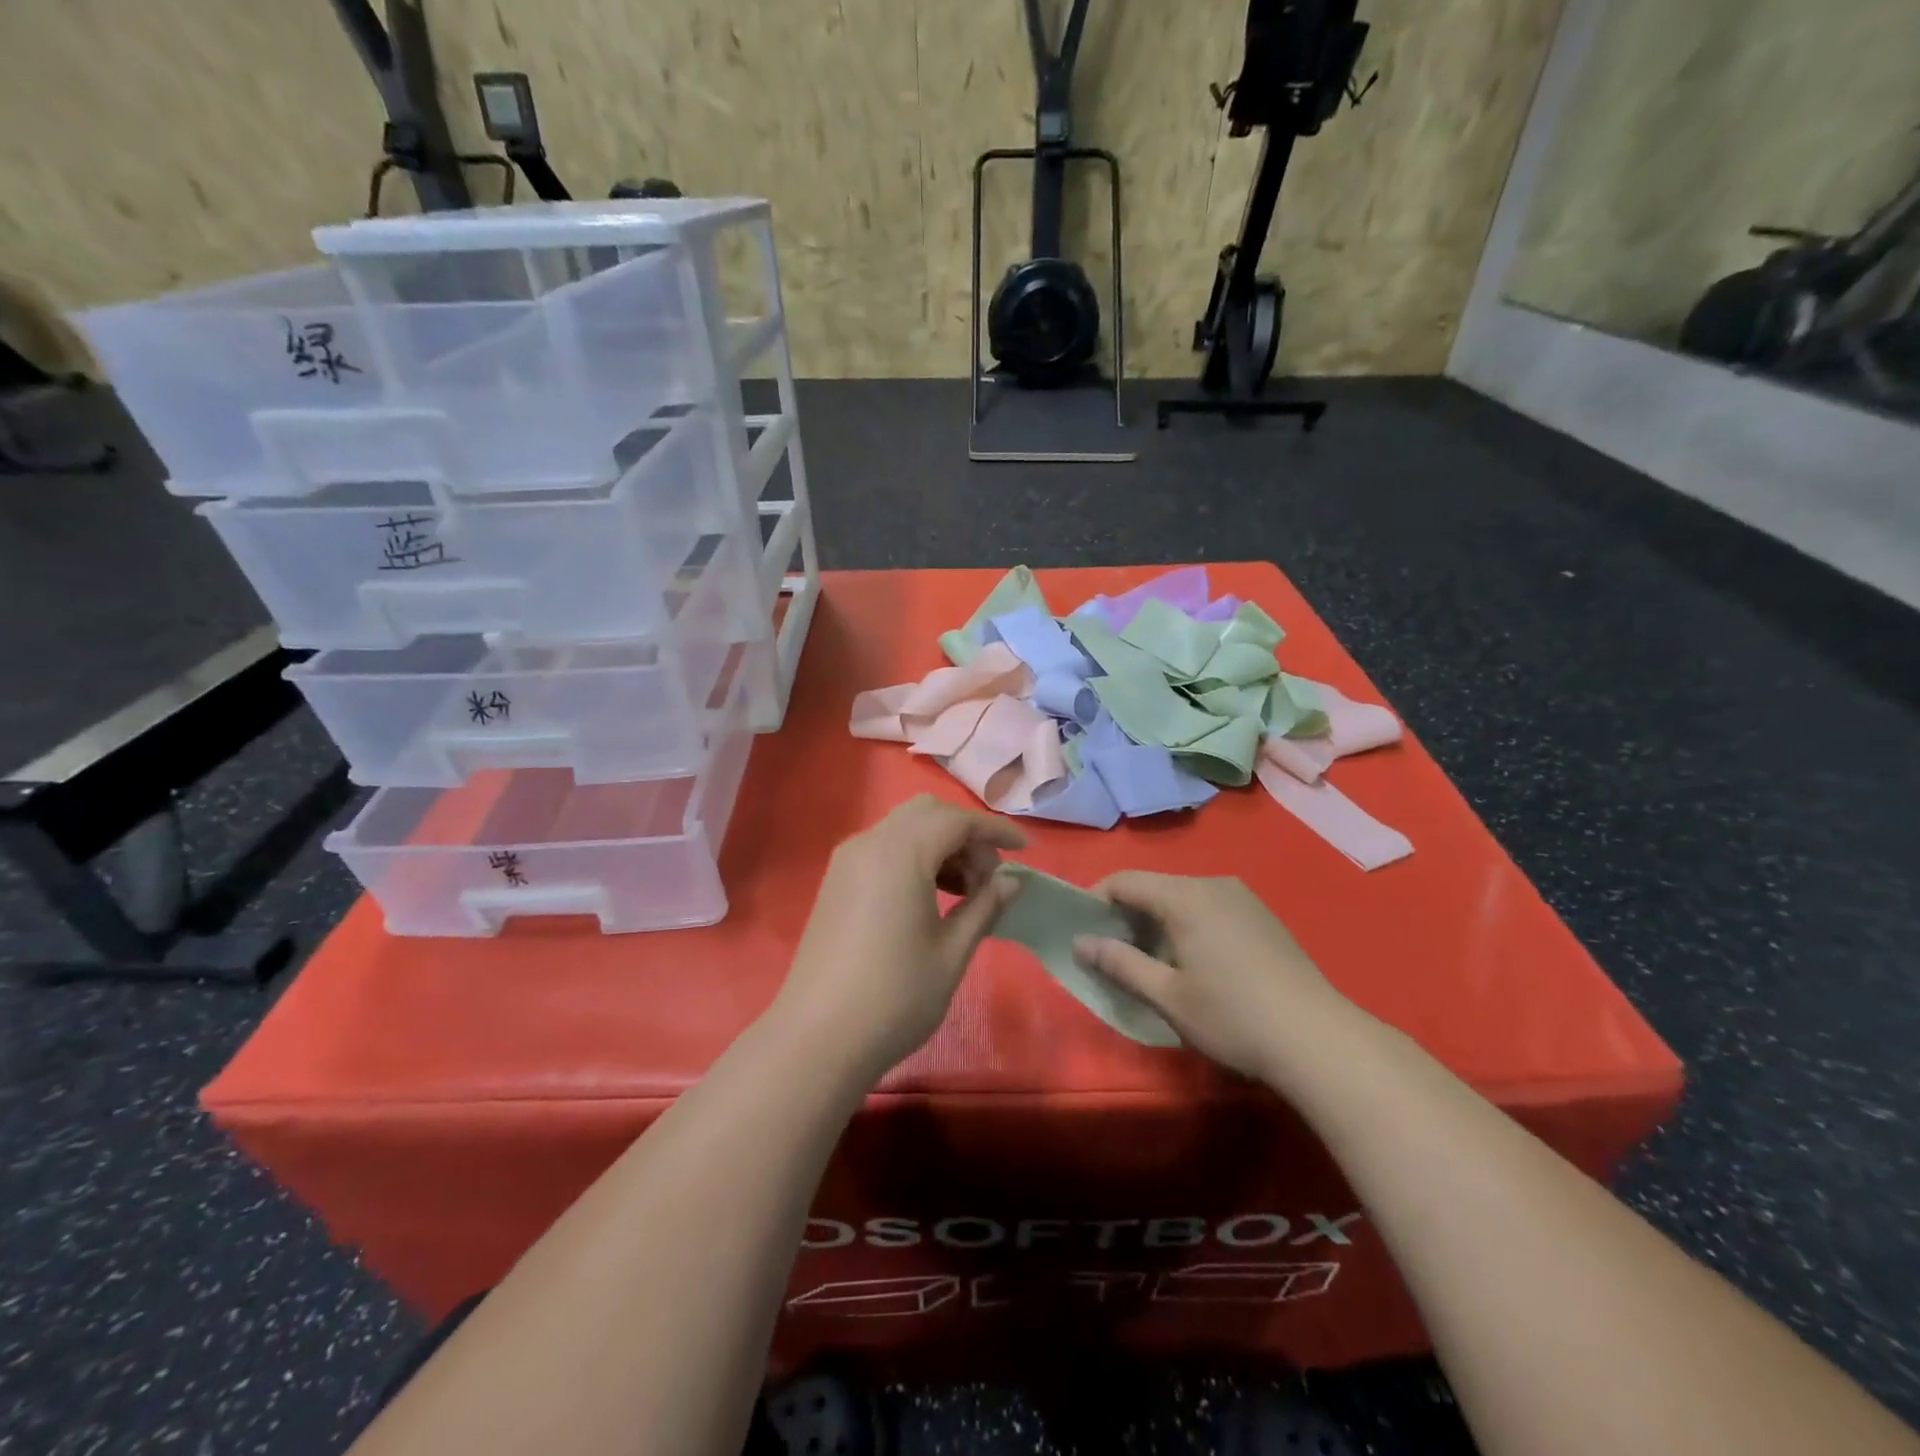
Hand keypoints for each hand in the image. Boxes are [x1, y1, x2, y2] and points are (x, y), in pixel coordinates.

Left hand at [776, 796, 1024, 1081]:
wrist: (817, 1039)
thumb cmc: (894, 997)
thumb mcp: (951, 953)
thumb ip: (985, 907)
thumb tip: (1012, 881)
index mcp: (901, 853)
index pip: (957, 820)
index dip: (995, 830)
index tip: (1025, 851)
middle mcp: (870, 843)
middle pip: (928, 813)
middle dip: (965, 834)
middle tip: (988, 878)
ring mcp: (847, 861)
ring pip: (904, 827)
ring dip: (940, 845)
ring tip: (965, 893)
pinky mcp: (836, 881)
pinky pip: (883, 847)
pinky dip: (914, 856)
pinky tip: (929, 897)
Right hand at [1072, 873, 1350, 1083]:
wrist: (1319, 1040)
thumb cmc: (1232, 1017)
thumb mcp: (1167, 996)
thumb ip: (1120, 964)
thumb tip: (1081, 943)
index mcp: (1185, 896)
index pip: (1125, 881)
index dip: (1095, 900)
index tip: (1081, 931)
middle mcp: (1213, 884)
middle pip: (1154, 887)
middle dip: (1126, 914)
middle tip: (1111, 953)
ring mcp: (1242, 898)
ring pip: (1182, 897)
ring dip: (1156, 921)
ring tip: (1149, 961)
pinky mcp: (1262, 916)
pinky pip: (1208, 907)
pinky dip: (1186, 924)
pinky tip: (1192, 962)